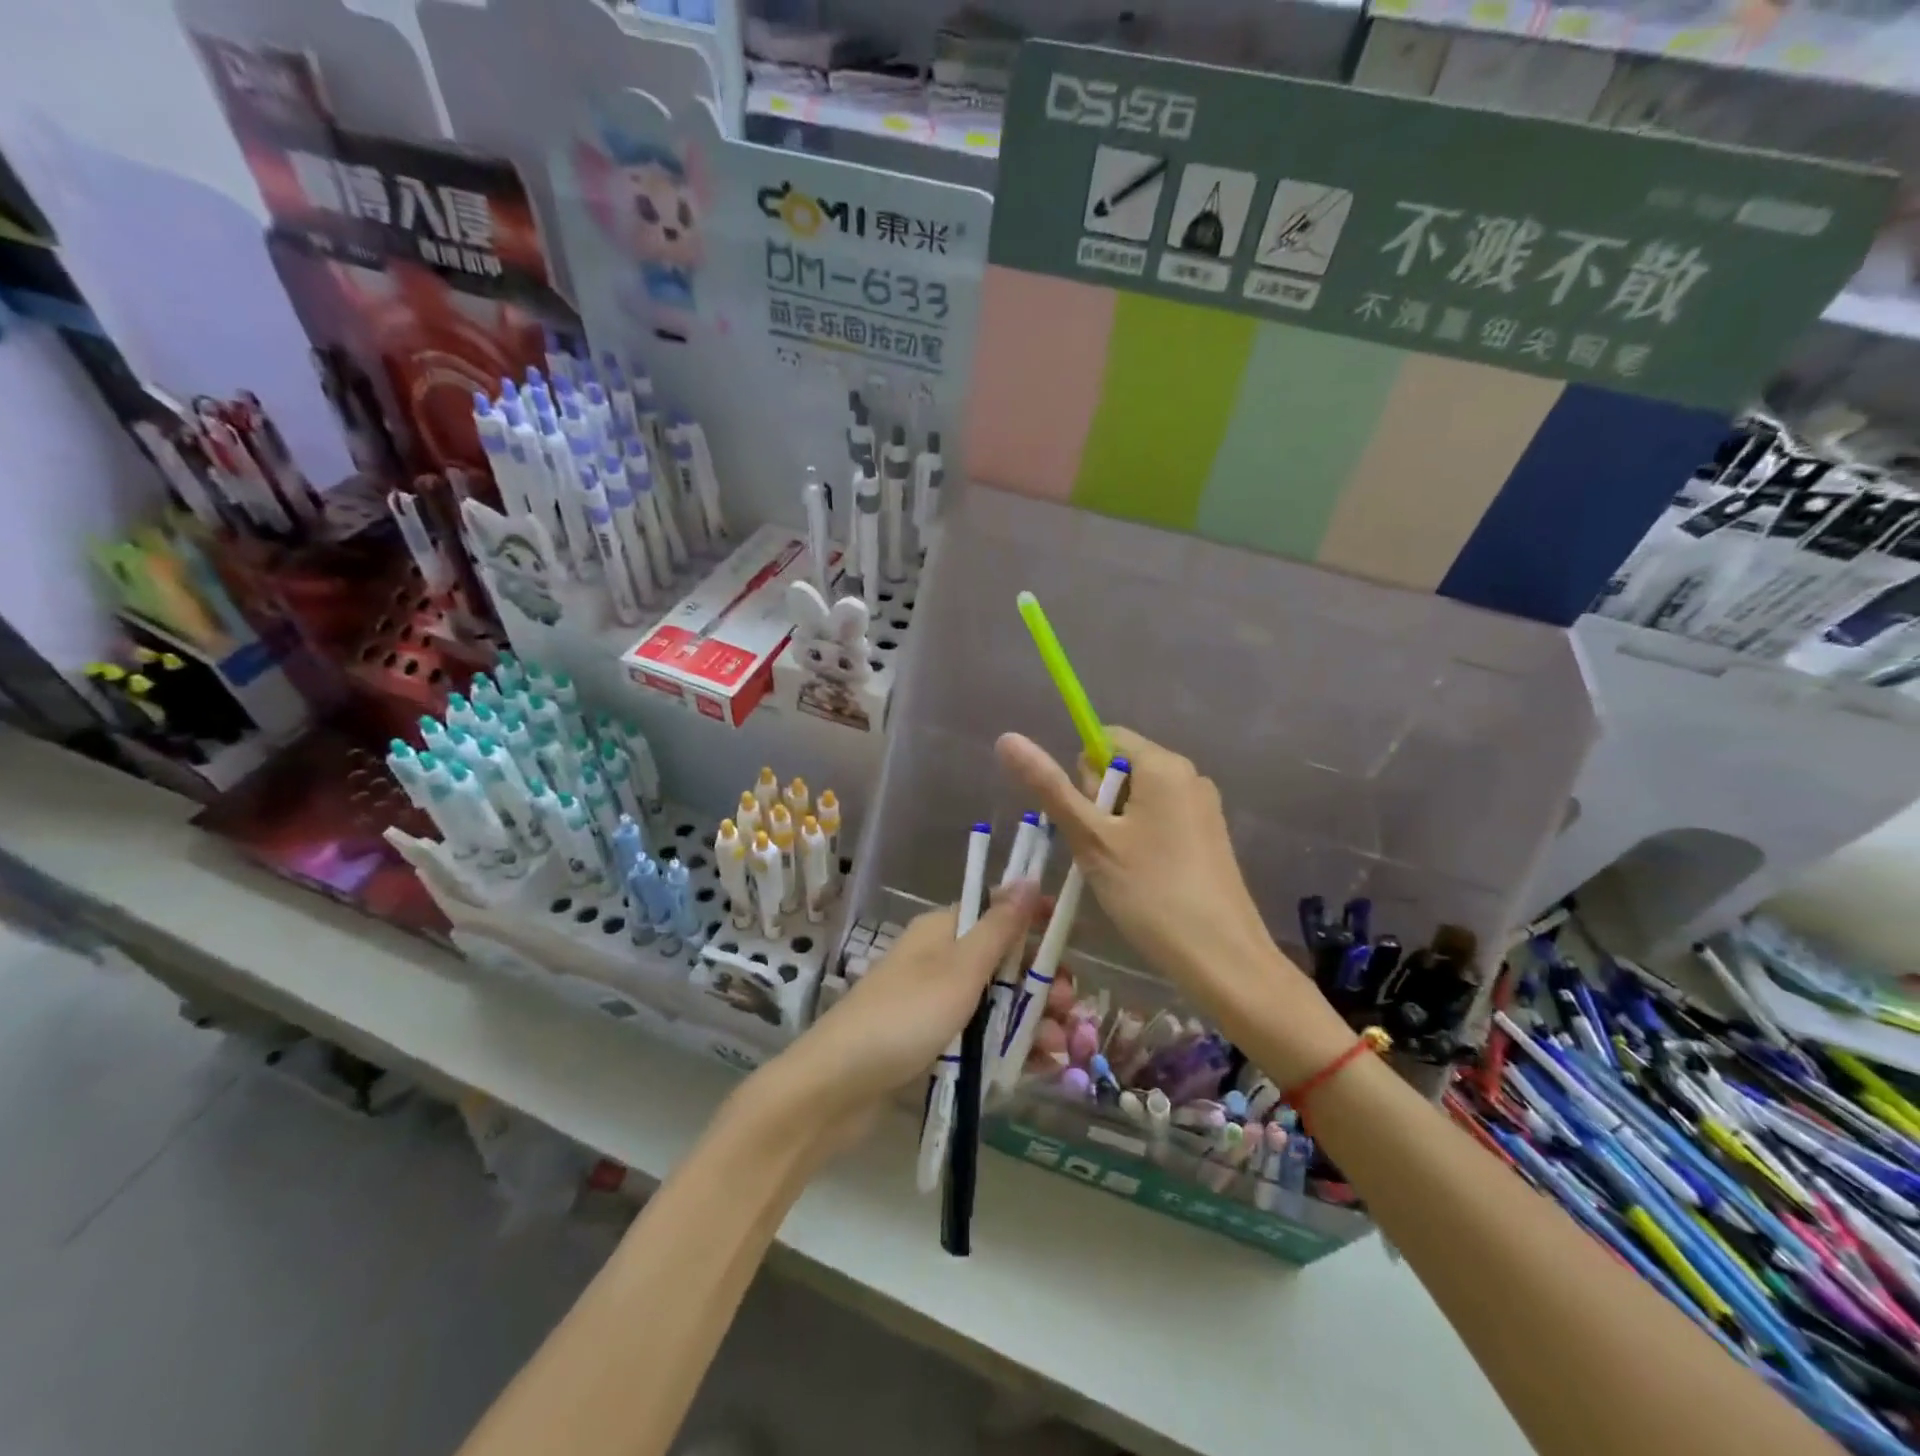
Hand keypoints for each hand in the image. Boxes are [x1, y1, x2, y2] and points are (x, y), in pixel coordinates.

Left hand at [765, 887, 1041, 1150]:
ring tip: (1057, 1049)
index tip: (1073, 938)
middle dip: (1039, 984)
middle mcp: (940, 961)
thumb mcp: (959, 969)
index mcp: (943, 932)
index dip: (1035, 923)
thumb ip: (998, 928)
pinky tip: (1038, 1067)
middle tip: (1068, 1010)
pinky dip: (1008, 1047)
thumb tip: (1026, 877)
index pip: (997, 912)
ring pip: (996, 1004)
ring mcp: (934, 1004)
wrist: (835, 1088)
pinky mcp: (931, 1044)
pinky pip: (980, 1038)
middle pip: (1002, 963)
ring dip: (1031, 1021)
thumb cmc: (904, 1017)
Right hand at [995, 728, 1346, 1077]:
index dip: (1083, 775)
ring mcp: (1203, 807)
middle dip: (1098, 803)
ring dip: (1115, 826)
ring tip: (1119, 870)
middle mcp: (1189, 776)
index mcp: (1164, 765)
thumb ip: (1049, 787)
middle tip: (1101, 850)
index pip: (1105, 739)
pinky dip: (1139, 841)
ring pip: (1138, 799)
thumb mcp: (1091, 839)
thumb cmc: (1151, 892)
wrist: (1223, 959)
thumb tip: (1007, 738)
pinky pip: (1159, 820)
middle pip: (1122, 768)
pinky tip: (1141, 879)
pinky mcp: (1209, 837)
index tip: (1086, 819)